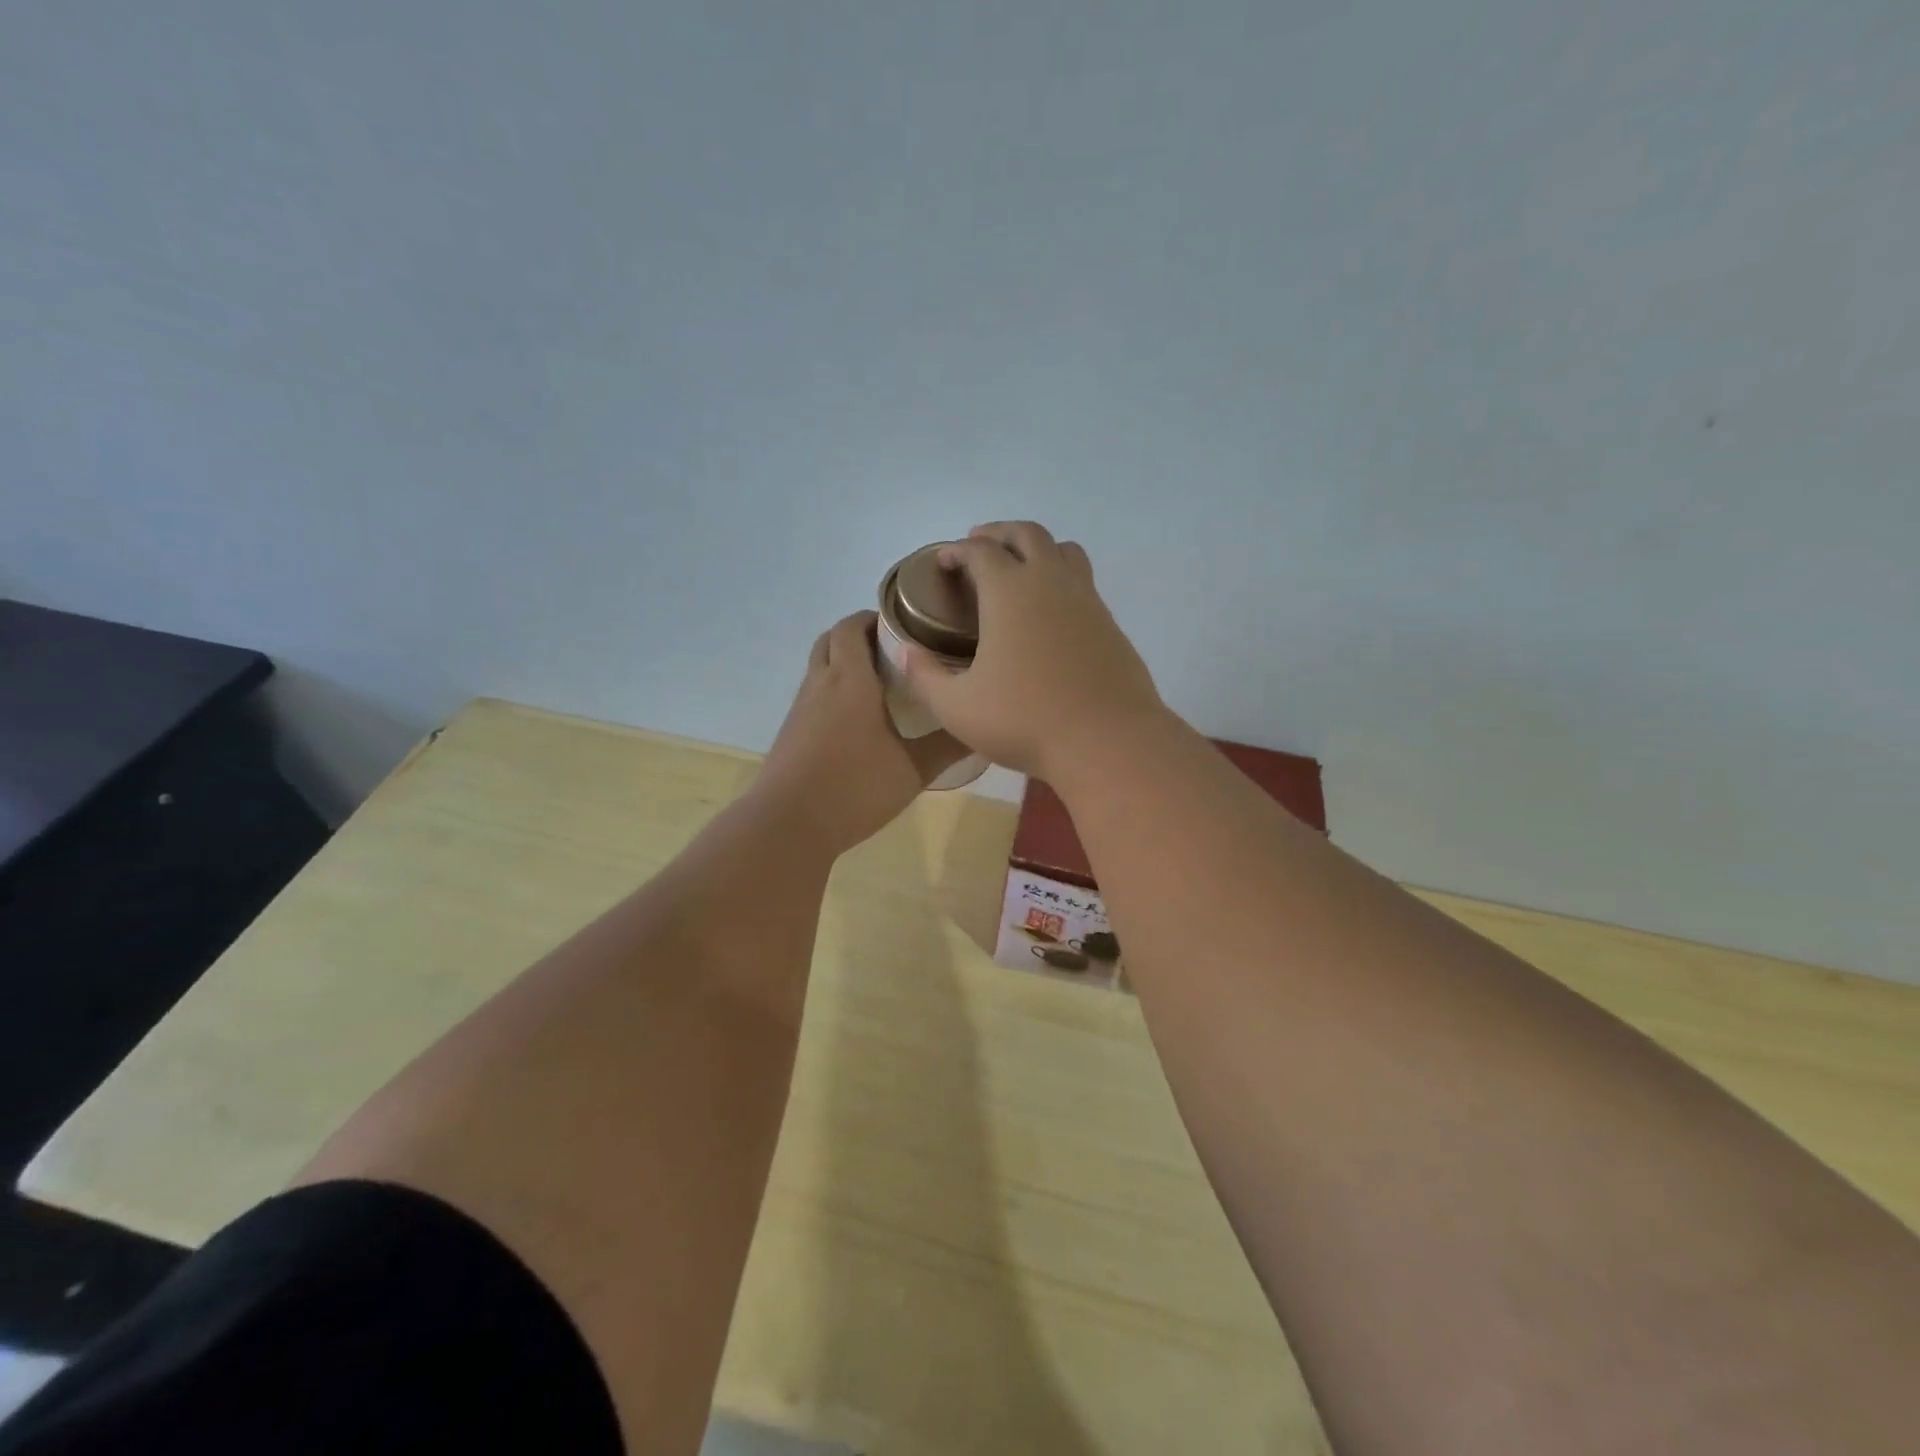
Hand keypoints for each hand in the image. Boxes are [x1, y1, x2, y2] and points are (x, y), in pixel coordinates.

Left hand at [754, 611, 967, 854]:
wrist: (788, 825)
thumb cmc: (855, 788)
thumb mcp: (913, 770)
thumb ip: (948, 745)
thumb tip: (982, 726)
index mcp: (849, 680)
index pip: (852, 626)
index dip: (873, 617)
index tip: (903, 625)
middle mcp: (820, 685)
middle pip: (830, 640)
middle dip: (857, 636)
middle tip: (892, 652)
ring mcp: (799, 710)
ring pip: (818, 669)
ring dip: (843, 665)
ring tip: (879, 686)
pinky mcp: (790, 734)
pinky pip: (812, 698)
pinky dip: (832, 694)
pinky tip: (855, 724)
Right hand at [901, 522, 1164, 778]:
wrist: (1106, 741)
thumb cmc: (1024, 720)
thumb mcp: (957, 707)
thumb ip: (925, 676)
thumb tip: (905, 653)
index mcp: (1009, 591)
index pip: (980, 551)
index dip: (956, 551)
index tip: (943, 560)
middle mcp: (1051, 582)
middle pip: (1027, 534)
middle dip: (999, 534)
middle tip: (979, 547)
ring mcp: (1087, 600)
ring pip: (1064, 551)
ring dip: (1037, 549)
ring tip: (1020, 569)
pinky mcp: (1110, 624)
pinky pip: (1084, 583)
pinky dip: (1061, 580)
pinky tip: (1050, 613)